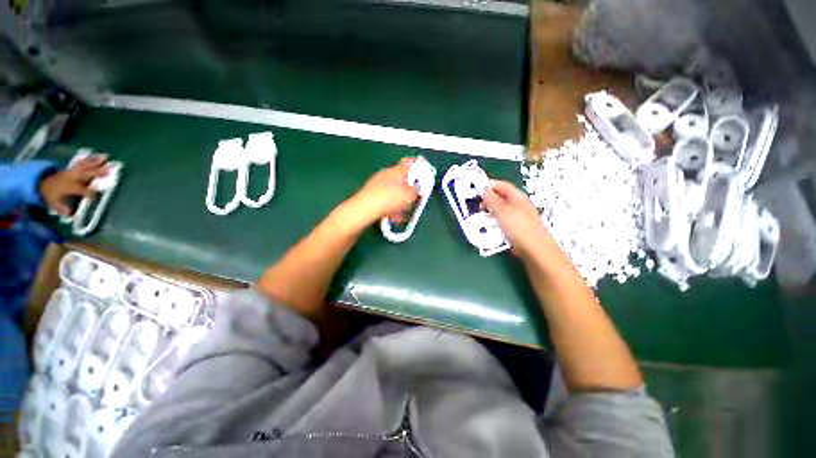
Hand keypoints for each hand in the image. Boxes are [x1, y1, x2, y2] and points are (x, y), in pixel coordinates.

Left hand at [39, 154, 108, 215]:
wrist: (40, 182)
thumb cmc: (50, 195)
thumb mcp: (53, 204)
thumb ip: (63, 209)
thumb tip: (72, 216)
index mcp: (69, 187)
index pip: (82, 190)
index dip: (91, 191)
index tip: (100, 191)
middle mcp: (71, 177)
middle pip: (86, 174)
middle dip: (97, 172)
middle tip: (110, 170)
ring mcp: (71, 171)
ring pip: (85, 165)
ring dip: (96, 161)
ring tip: (106, 157)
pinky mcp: (71, 168)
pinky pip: (81, 162)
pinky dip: (89, 159)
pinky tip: (97, 156)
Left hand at [342, 158, 419, 228]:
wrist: (364, 210)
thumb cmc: (389, 199)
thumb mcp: (409, 195)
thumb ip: (417, 190)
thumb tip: (418, 188)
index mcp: (396, 170)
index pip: (410, 162)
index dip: (419, 167)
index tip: (424, 175)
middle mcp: (386, 174)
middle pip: (402, 180)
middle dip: (409, 191)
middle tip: (412, 201)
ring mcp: (377, 183)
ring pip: (394, 191)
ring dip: (400, 202)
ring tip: (400, 214)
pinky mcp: (371, 194)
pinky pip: (386, 198)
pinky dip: (391, 206)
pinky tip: (391, 216)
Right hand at [482, 180, 554, 258]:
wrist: (533, 248)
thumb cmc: (518, 227)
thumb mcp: (502, 210)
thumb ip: (492, 199)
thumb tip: (485, 191)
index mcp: (517, 196)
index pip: (501, 185)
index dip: (489, 185)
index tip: (476, 190)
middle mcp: (518, 204)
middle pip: (500, 198)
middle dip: (488, 201)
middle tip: (478, 206)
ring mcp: (517, 216)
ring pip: (499, 210)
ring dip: (490, 213)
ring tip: (482, 218)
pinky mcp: (515, 228)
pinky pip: (501, 221)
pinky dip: (494, 222)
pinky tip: (489, 228)